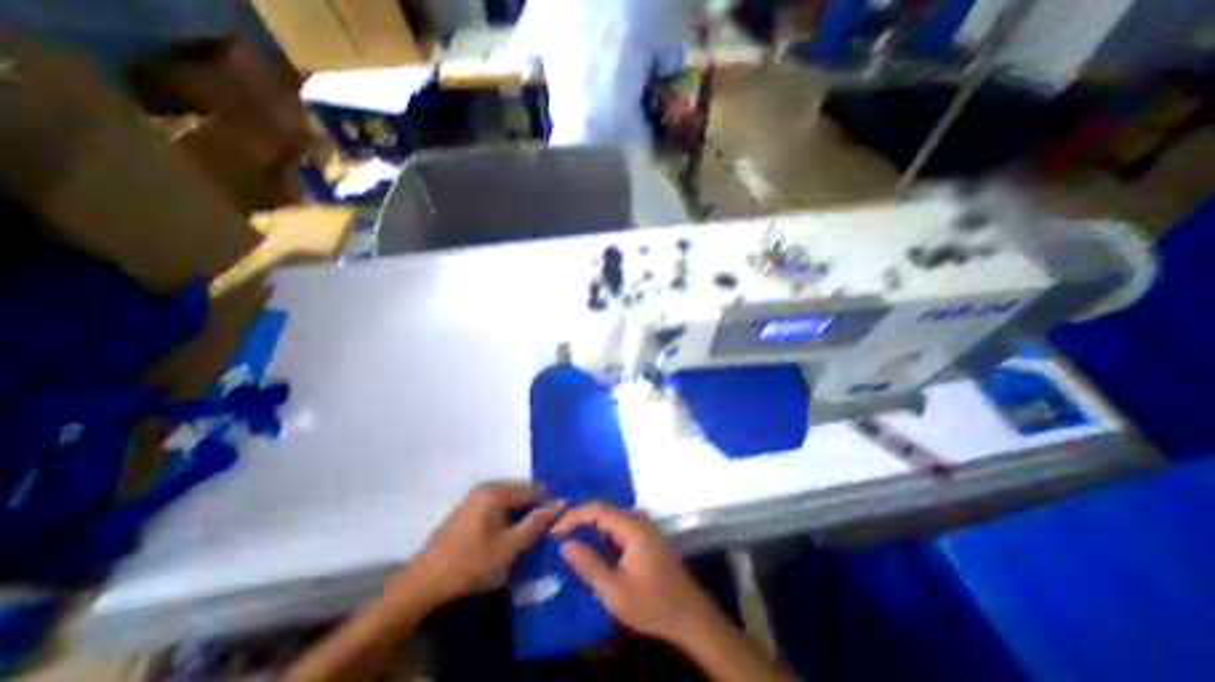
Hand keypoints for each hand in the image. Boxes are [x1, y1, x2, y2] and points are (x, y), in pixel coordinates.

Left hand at [404, 481, 562, 603]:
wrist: (423, 582)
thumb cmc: (469, 563)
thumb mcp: (508, 546)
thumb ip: (536, 522)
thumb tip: (561, 502)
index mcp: (496, 491)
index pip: (533, 489)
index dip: (548, 502)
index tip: (560, 518)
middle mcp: (486, 486)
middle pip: (520, 491)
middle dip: (534, 506)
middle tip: (545, 527)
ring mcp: (474, 496)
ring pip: (509, 499)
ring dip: (521, 512)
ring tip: (531, 531)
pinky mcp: (468, 507)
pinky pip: (496, 504)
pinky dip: (507, 515)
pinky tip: (510, 531)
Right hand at [551, 504, 717, 647]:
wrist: (691, 616)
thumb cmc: (653, 605)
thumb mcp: (616, 592)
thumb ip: (589, 566)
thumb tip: (566, 544)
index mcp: (632, 528)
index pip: (597, 509)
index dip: (573, 516)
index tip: (554, 531)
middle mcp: (639, 520)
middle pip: (604, 510)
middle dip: (580, 519)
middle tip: (558, 535)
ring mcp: (644, 528)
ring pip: (611, 518)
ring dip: (590, 526)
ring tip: (570, 539)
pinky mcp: (646, 538)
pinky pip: (619, 528)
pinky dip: (602, 534)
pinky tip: (593, 547)